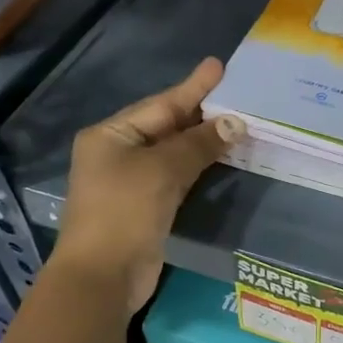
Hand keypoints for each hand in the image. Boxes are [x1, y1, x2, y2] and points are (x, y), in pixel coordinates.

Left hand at [55, 58, 245, 311]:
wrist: (103, 276)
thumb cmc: (124, 212)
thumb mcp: (162, 171)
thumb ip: (199, 144)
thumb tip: (236, 122)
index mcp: (111, 135)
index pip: (161, 105)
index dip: (193, 87)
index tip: (219, 66)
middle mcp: (118, 153)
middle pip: (167, 126)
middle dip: (202, 113)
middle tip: (238, 95)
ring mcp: (131, 182)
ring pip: (174, 153)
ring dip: (204, 141)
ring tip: (238, 124)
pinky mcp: (146, 207)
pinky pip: (177, 177)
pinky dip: (199, 167)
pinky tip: (222, 159)